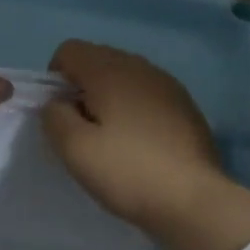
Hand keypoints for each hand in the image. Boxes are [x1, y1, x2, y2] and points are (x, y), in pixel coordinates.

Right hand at [43, 40, 249, 249]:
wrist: (194, 200)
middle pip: (98, 59)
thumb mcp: (75, 149)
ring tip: (110, 138)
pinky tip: (139, 144)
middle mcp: (141, 67)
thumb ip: (54, 117)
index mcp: (111, 70)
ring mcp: (168, 85)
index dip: (54, 78)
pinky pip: (147, 94)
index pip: (70, 50)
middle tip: (82, 129)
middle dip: (82, 87)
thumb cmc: (127, 172)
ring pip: (125, 77)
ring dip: (109, 98)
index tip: (60, 114)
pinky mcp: (186, 106)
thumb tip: (58, 103)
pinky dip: (134, 109)